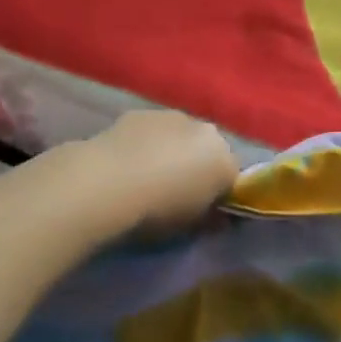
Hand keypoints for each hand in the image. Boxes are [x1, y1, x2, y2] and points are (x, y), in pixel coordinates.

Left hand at [89, 111, 239, 233]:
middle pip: (208, 150)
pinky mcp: (140, 113)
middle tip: (176, 193)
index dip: (219, 194)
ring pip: (180, 136)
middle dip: (197, 167)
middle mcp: (205, 130)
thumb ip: (209, 218)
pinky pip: (152, 131)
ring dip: (172, 151)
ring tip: (147, 177)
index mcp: (225, 160)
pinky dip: (146, 143)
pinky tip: (127, 163)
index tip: (204, 210)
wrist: (107, 184)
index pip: (233, 178)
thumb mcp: (190, 228)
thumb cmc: (157, 212)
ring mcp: (172, 116)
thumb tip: (216, 216)